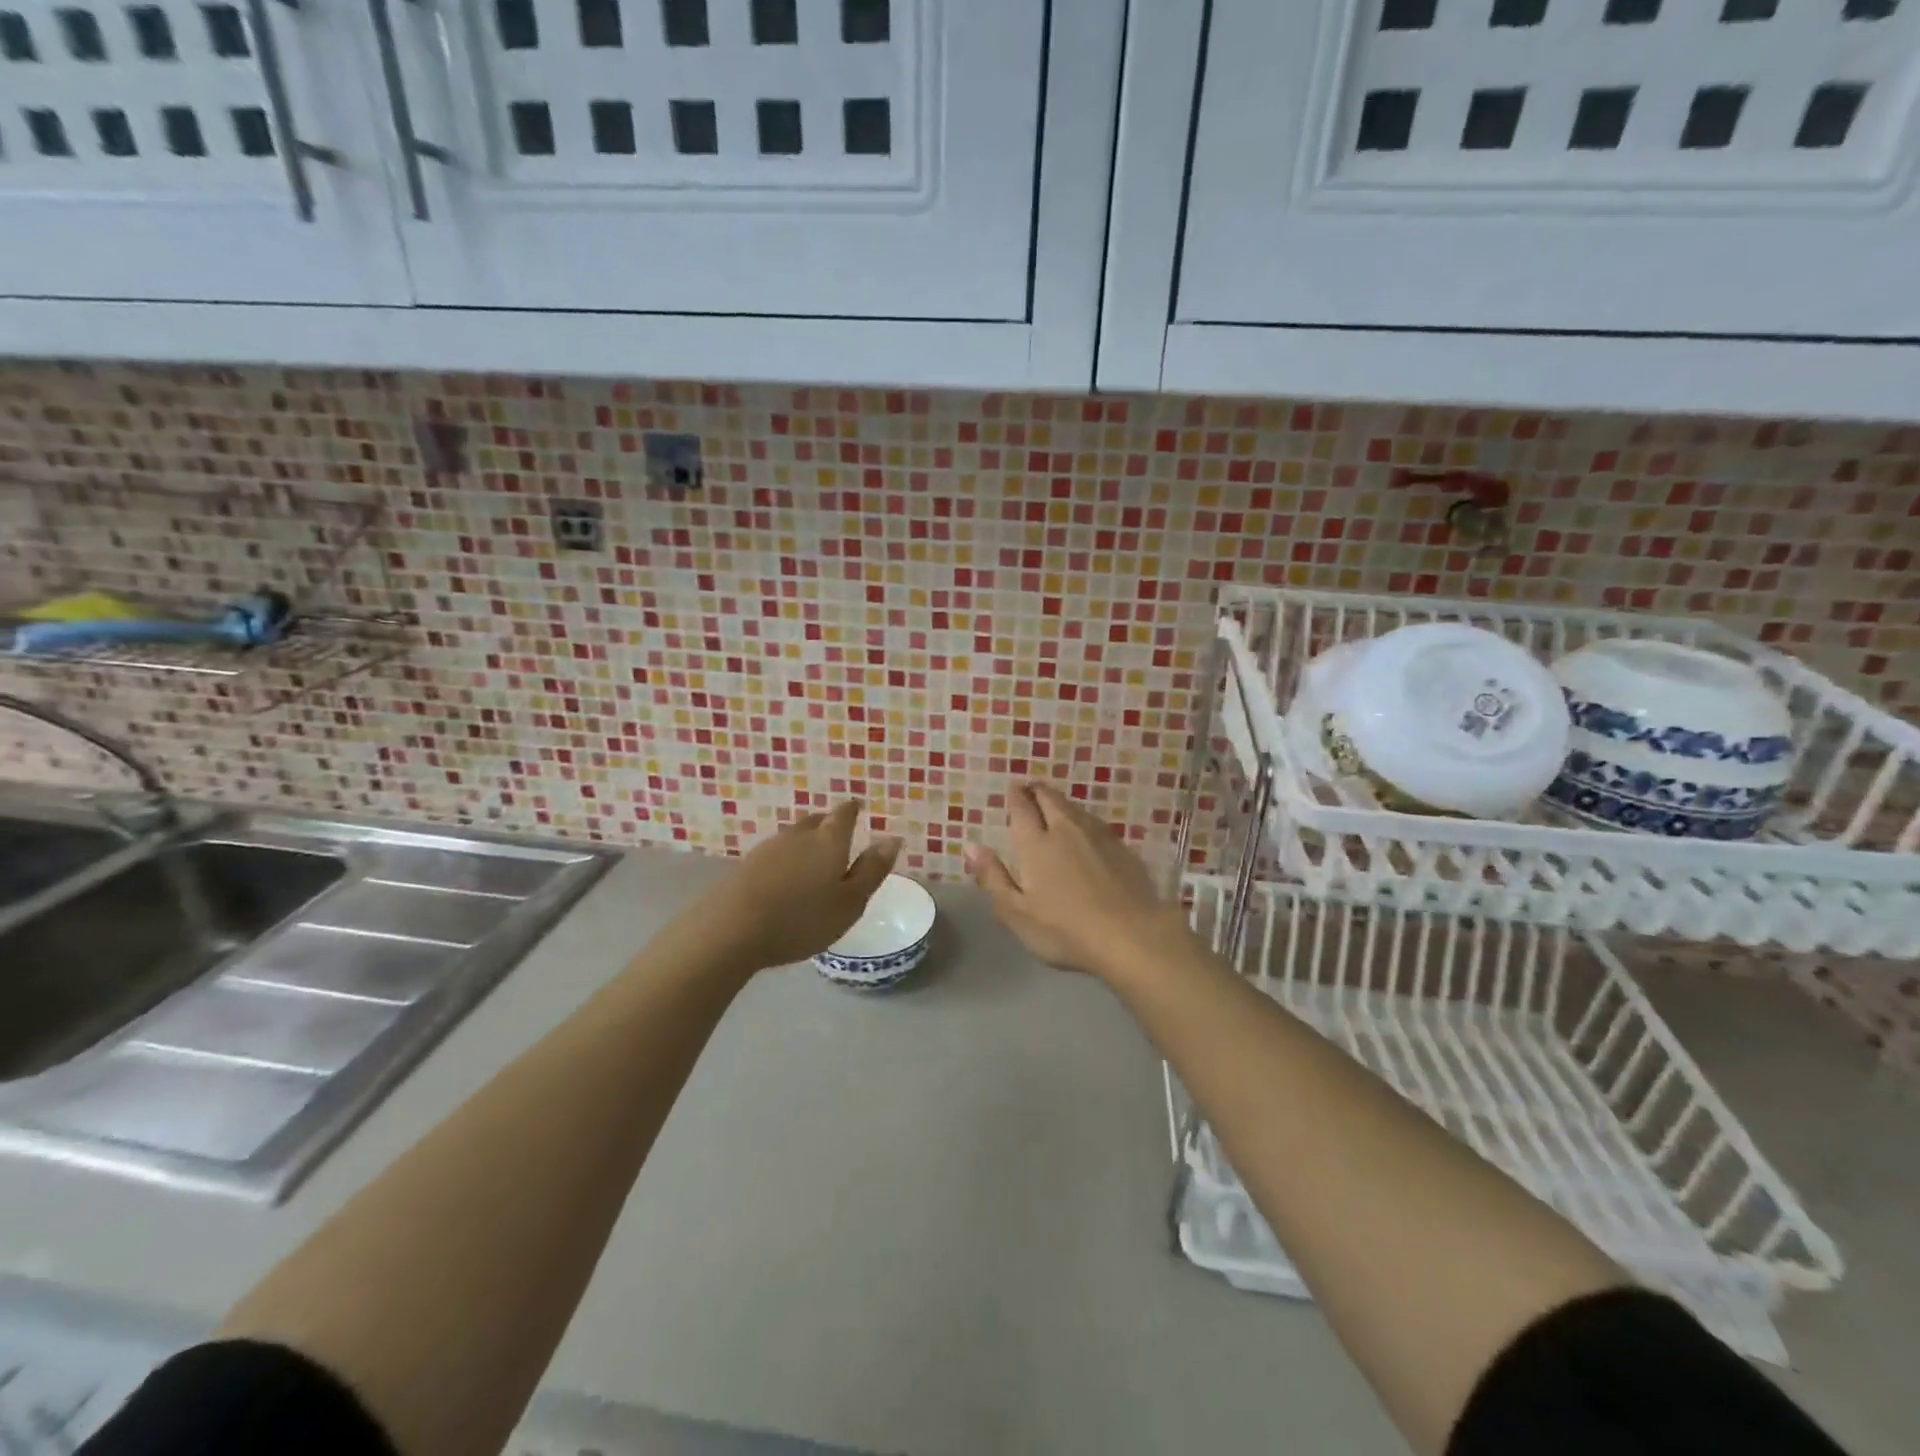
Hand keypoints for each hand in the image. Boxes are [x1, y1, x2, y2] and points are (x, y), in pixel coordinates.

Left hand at [678, 802, 901, 972]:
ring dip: (805, 842)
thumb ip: (872, 870)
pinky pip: (775, 853)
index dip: (852, 809)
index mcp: (829, 840)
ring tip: (812, 859)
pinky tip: (784, 878)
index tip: (858, 808)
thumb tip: (892, 838)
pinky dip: (785, 859)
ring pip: (794, 836)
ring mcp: (768, 848)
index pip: (844, 813)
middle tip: (838, 835)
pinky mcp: (746, 865)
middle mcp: (799, 835)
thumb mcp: (850, 902)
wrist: (731, 929)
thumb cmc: (802, 919)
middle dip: (829, 824)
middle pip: (817, 820)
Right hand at [965, 783, 1190, 980]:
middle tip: (1031, 788)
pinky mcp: (1122, 849)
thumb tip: (971, 845)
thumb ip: (993, 877)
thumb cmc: (1065, 930)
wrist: (1132, 936)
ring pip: (1075, 808)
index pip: (1022, 809)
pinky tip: (1086, 829)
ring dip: (1061, 802)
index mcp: (1036, 844)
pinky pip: (1096, 823)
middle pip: (1050, 799)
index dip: (1016, 796)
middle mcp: (1066, 830)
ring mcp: (1098, 837)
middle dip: (1038, 791)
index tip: (1013, 788)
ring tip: (1055, 804)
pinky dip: (1084, 819)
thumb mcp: (1017, 913)